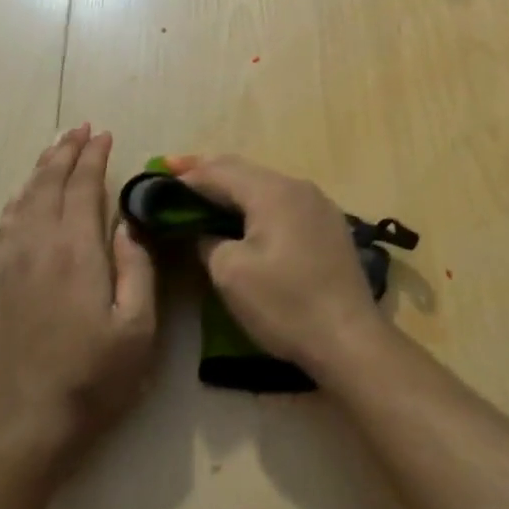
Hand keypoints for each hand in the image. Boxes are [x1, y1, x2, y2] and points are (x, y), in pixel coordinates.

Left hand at [0, 125, 157, 464]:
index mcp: (76, 252)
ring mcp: (12, 262)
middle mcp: (39, 246)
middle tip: (81, 127)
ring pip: (25, 198)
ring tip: (57, 146)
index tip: (105, 134)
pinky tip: (24, 192)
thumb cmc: (94, 378)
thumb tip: (130, 226)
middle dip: (66, 151)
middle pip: (50, 184)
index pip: (84, 188)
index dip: (94, 158)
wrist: (26, 424)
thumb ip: (137, 270)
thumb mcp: (137, 329)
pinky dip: (19, 196)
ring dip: (42, 167)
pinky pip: (7, 222)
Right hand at [171, 155, 382, 379]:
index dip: (187, 173)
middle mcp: (298, 187)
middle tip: (175, 172)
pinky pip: (283, 202)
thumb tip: (205, 231)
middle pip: (244, 171)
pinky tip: (244, 215)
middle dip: (209, 172)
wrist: (349, 338)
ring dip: (233, 187)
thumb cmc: (285, 304)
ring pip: (265, 185)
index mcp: (273, 192)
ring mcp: (318, 204)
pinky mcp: (328, 225)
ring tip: (204, 192)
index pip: (220, 171)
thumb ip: (208, 240)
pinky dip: (257, 203)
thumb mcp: (231, 273)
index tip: (158, 174)